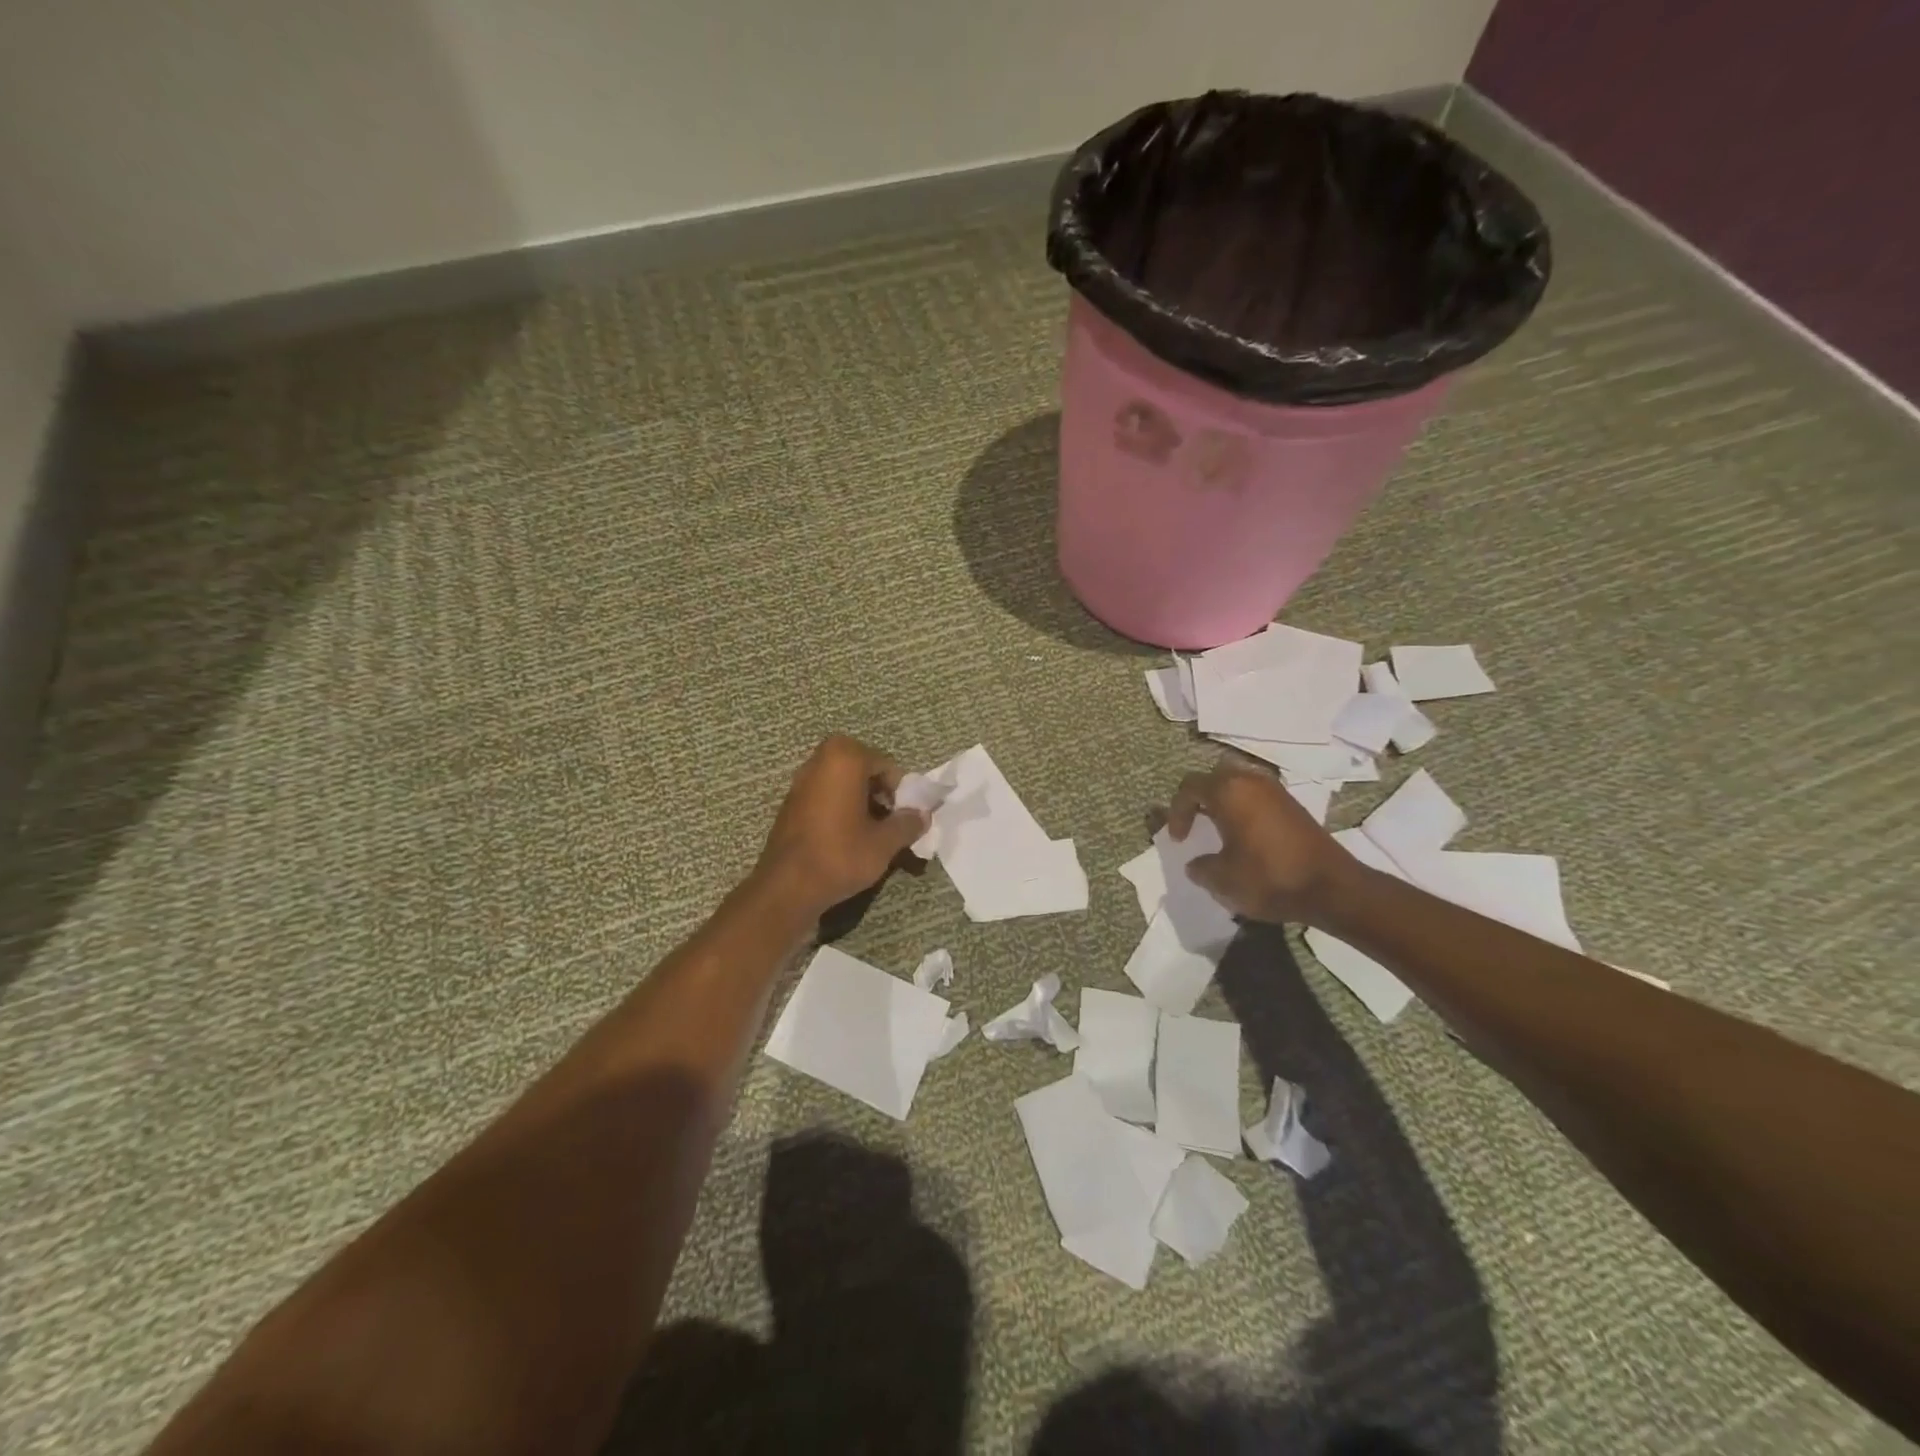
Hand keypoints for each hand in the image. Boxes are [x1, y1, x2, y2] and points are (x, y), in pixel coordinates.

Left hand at [751, 735, 927, 923]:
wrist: (787, 888)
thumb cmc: (840, 856)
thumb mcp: (884, 842)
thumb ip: (908, 823)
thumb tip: (923, 815)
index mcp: (844, 759)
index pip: (886, 765)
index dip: (901, 791)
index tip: (906, 816)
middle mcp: (819, 761)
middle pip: (863, 769)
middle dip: (880, 792)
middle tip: (890, 820)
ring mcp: (801, 781)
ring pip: (843, 783)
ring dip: (861, 800)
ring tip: (872, 832)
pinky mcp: (790, 803)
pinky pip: (825, 796)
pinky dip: (840, 808)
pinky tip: (847, 837)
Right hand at [1168, 760, 1355, 925]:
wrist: (1332, 888)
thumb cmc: (1269, 877)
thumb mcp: (1222, 879)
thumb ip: (1200, 868)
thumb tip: (1196, 864)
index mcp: (1228, 791)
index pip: (1189, 787)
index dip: (1177, 811)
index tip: (1178, 839)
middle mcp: (1251, 781)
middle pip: (1215, 776)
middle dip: (1200, 797)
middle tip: (1195, 822)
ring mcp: (1275, 790)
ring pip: (1239, 782)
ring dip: (1224, 800)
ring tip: (1218, 827)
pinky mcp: (1293, 804)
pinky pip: (1258, 795)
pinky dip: (1244, 807)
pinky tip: (1245, 834)